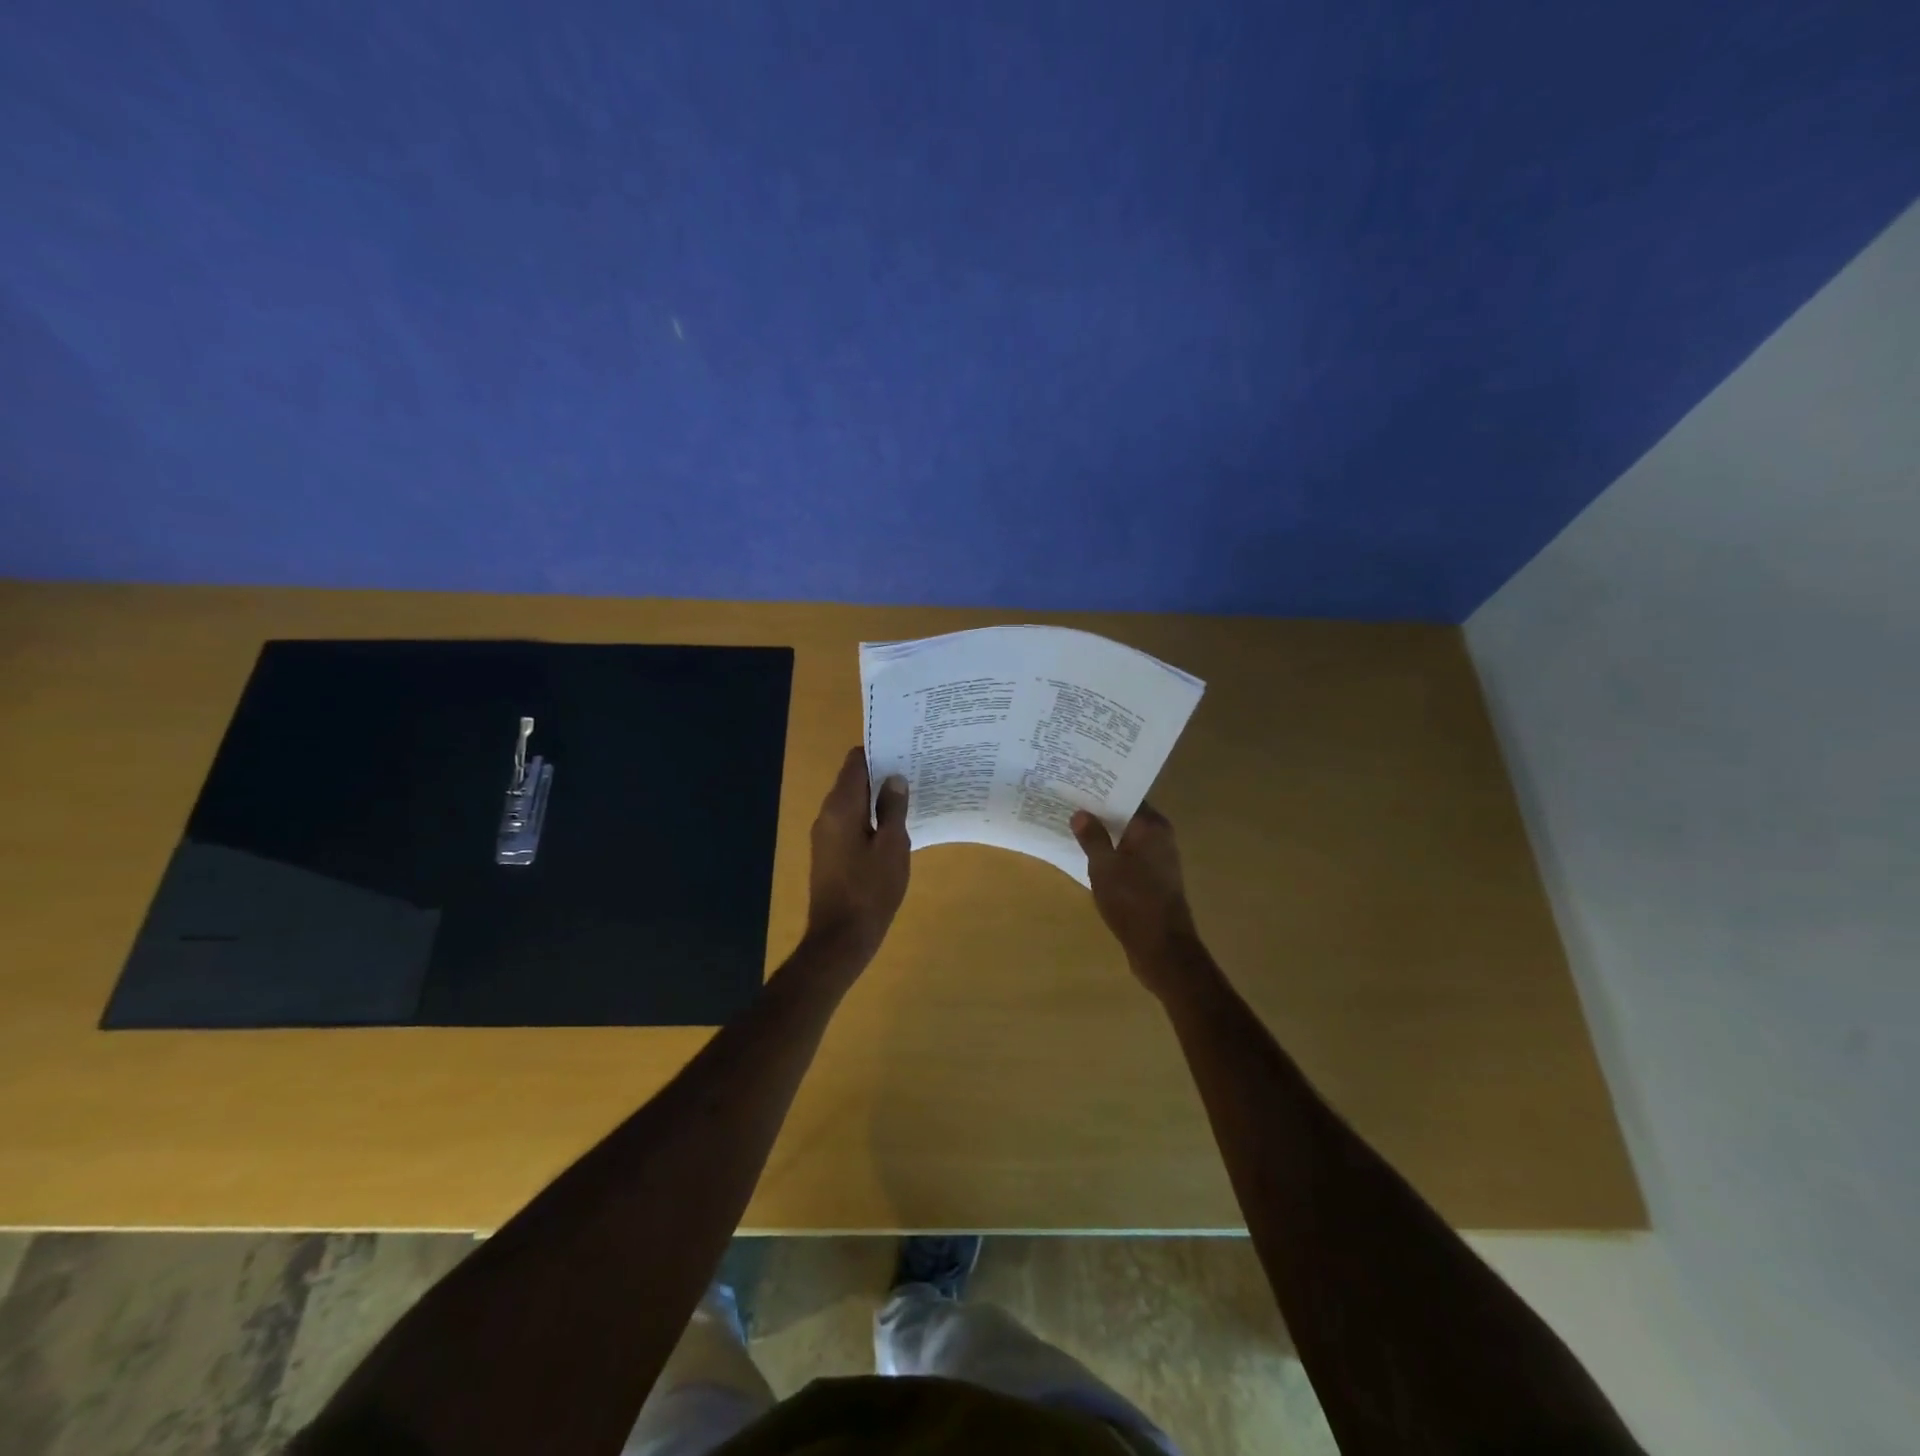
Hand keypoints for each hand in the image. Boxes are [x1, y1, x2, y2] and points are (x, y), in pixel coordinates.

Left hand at [806, 747, 911, 961]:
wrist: (840, 938)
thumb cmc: (871, 890)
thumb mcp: (893, 847)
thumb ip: (894, 808)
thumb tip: (895, 778)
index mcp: (841, 806)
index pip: (855, 762)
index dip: (880, 752)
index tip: (906, 750)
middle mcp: (827, 814)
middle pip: (853, 780)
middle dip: (881, 775)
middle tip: (916, 772)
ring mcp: (825, 835)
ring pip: (852, 803)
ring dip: (877, 798)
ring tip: (910, 798)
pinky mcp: (829, 854)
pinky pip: (850, 823)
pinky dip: (869, 818)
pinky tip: (893, 828)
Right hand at [1072, 803, 1201, 990]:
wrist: (1162, 948)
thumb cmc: (1132, 901)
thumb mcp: (1104, 867)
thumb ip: (1092, 837)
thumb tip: (1081, 813)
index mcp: (1152, 827)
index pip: (1127, 796)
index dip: (1102, 790)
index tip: (1077, 784)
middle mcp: (1160, 837)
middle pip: (1127, 816)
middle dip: (1100, 811)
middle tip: (1068, 802)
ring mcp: (1159, 859)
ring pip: (1127, 837)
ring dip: (1105, 834)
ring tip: (1073, 826)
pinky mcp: (1155, 879)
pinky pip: (1129, 856)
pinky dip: (1112, 853)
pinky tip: (1089, 855)